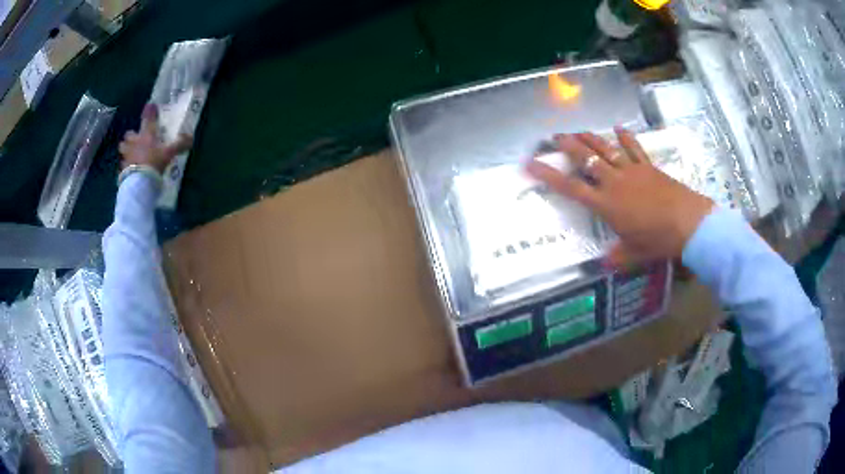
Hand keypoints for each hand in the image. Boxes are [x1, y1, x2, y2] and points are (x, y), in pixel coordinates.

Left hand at [118, 103, 192, 173]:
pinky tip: (128, 168)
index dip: (149, 111)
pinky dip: (124, 164)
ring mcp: (127, 154)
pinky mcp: (122, 168)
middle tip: (134, 139)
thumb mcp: (169, 153)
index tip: (150, 106)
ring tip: (129, 153)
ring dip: (125, 148)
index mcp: (146, 135)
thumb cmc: (154, 162)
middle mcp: (134, 142)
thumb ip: (179, 144)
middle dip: (130, 136)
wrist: (140, 181)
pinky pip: (122, 163)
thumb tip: (191, 137)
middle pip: (128, 135)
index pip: (148, 119)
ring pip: (122, 147)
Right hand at [526, 128, 713, 268]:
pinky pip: (634, 149)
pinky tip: (618, 128)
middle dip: (569, 146)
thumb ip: (616, 257)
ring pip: (606, 149)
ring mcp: (631, 171)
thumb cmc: (657, 240)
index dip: (549, 175)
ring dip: (591, 138)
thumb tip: (603, 264)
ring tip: (578, 130)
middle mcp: (614, 183)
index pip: (571, 187)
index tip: (531, 163)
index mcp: (606, 205)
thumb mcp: (634, 254)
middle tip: (556, 136)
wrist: (687, 223)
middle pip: (587, 159)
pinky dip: (626, 137)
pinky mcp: (648, 167)